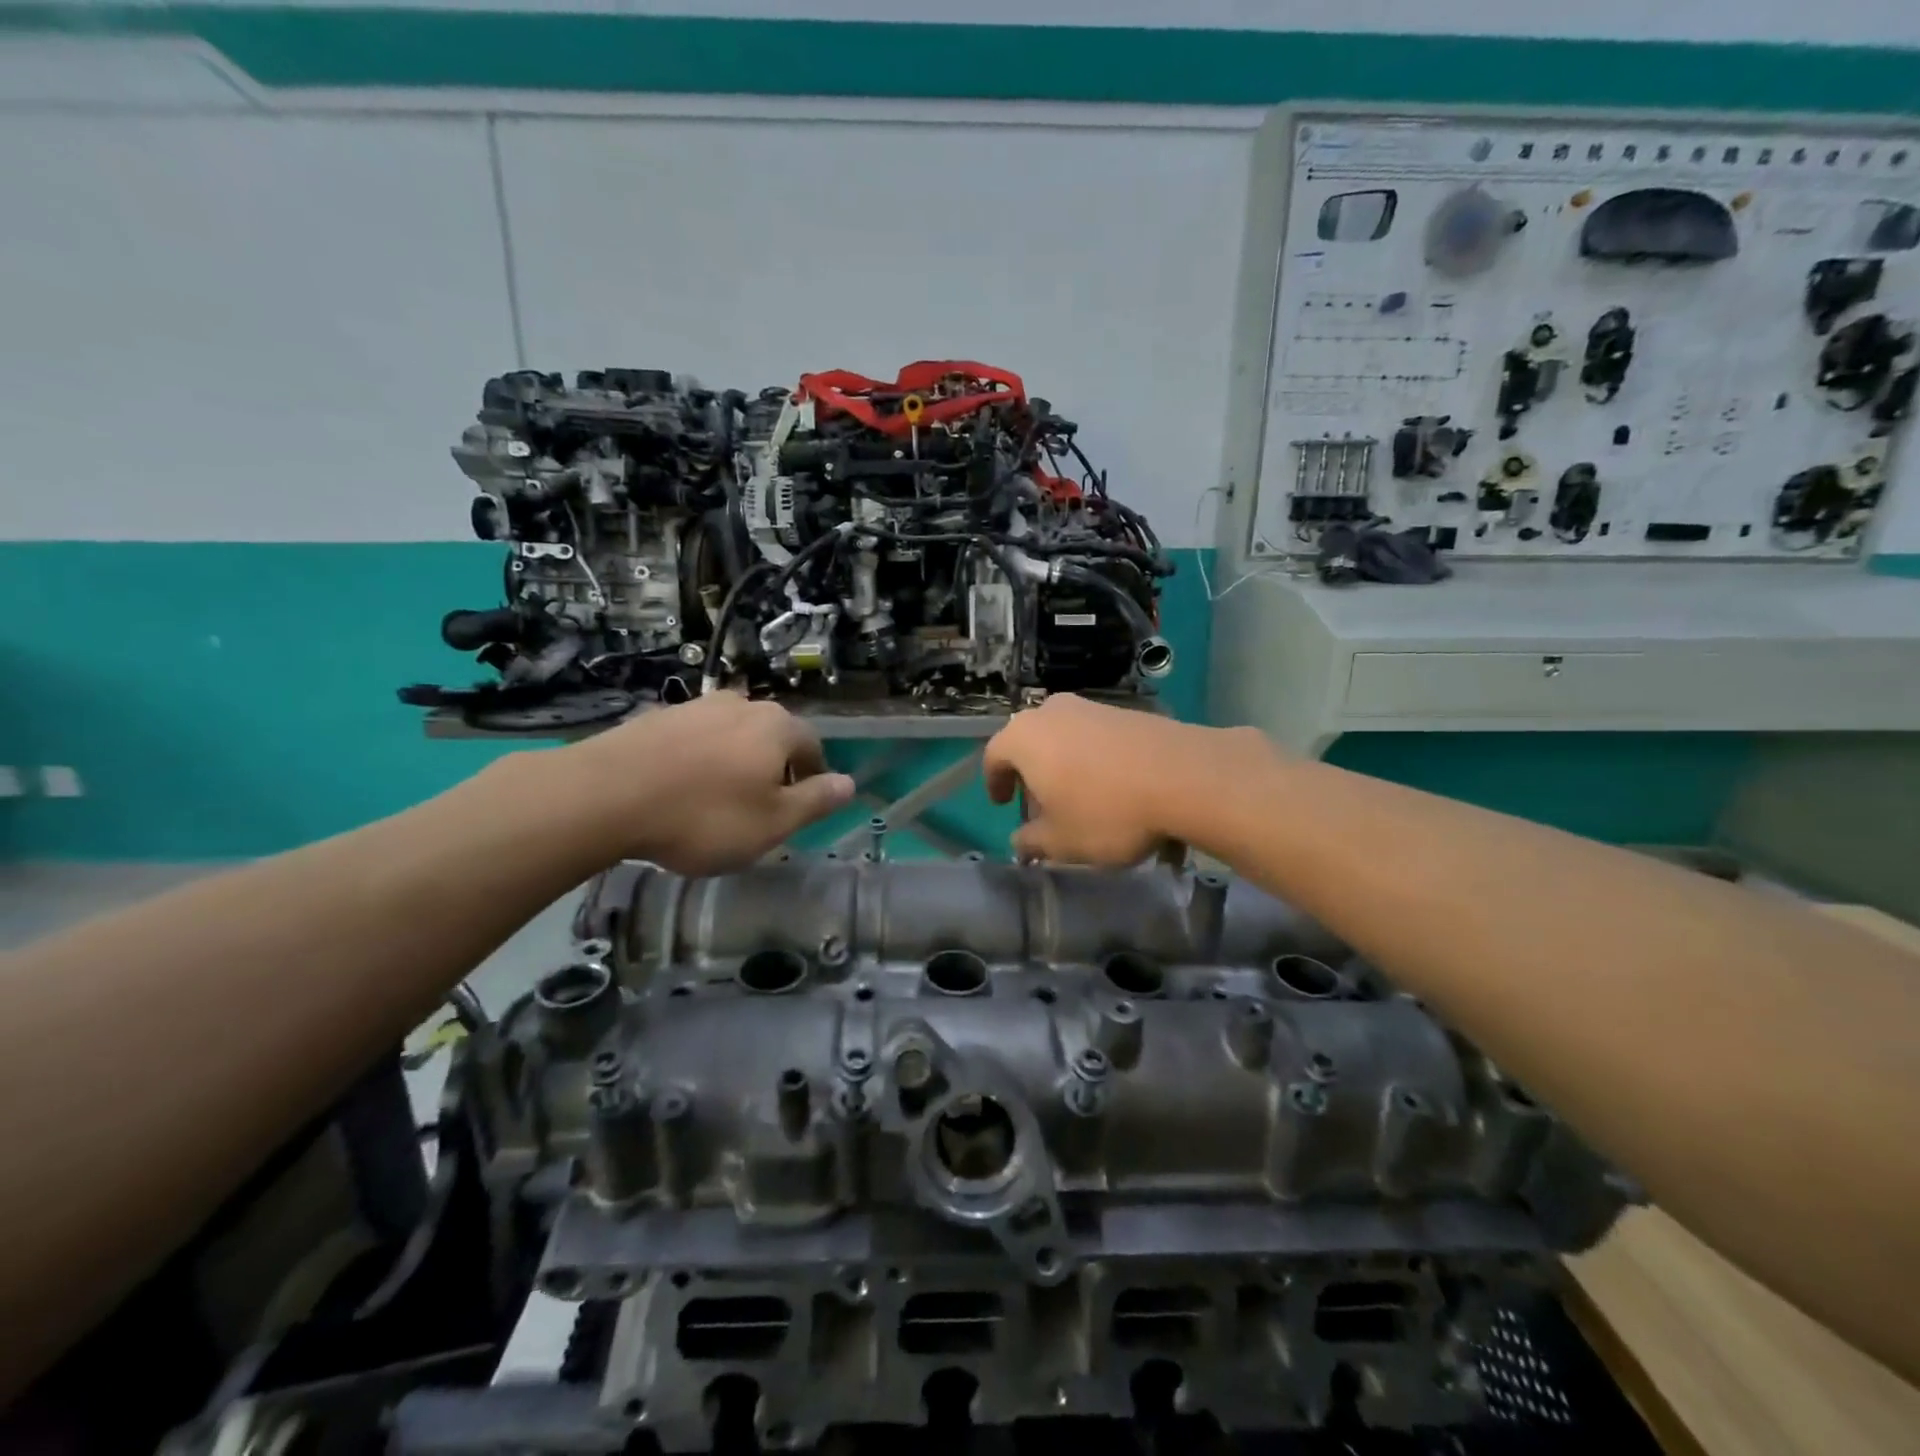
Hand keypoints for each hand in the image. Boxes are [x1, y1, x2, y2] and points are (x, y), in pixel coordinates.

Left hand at [555, 693, 853, 874]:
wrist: (603, 796)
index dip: (813, 776)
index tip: (801, 806)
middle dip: (773, 768)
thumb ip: (816, 801)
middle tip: (760, 807)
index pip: (812, 745)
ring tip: (716, 800)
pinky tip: (679, 789)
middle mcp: (741, 705)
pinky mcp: (656, 717)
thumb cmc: (703, 816)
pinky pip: (694, 739)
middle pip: (772, 736)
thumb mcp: (772, 823)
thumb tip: (849, 783)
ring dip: (734, 762)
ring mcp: (695, 706)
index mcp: (776, 727)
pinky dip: (698, 760)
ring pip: (731, 735)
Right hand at [983, 694, 1274, 864]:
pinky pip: (1096, 735)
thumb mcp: (1062, 841)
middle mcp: (1053, 712)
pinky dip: (1094, 757)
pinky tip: (1113, 785)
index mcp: (1025, 737)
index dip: (994, 782)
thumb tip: (1021, 841)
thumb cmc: (1108, 811)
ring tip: (1079, 797)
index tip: (1002, 804)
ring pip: (1064, 736)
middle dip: (1030, 772)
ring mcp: (1093, 707)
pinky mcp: (1129, 711)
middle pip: (1030, 742)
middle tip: (1040, 804)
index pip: (994, 755)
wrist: (1187, 777)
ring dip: (1063, 764)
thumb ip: (1033, 842)